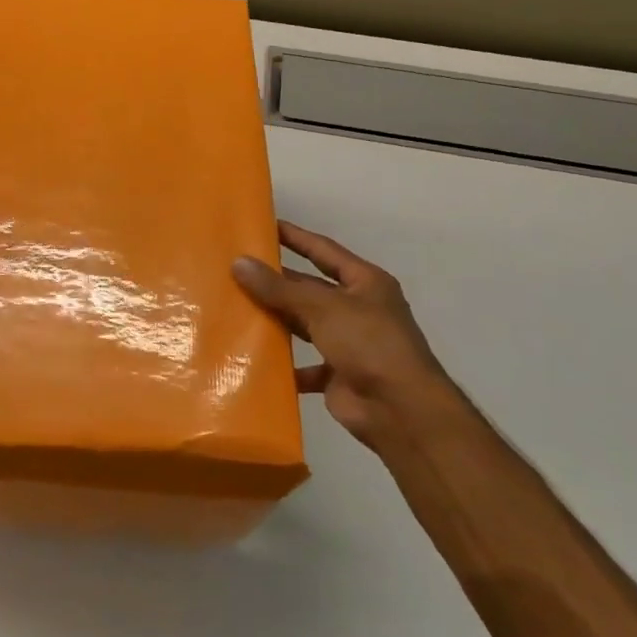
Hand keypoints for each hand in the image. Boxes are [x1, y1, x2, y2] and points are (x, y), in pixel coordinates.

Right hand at [233, 221, 463, 451]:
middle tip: (236, 270)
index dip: (295, 237)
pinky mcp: (337, 374)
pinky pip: (303, 365)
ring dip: (277, 320)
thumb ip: (279, 288)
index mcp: (365, 283)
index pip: (324, 250)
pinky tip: (254, 358)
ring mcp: (348, 343)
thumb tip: (239, 263)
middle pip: (310, 288)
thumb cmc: (368, 343)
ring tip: (236, 308)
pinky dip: (283, 363)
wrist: (400, 410)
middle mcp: (358, 309)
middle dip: (277, 281)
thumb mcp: (322, 307)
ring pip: (304, 325)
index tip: (265, 226)